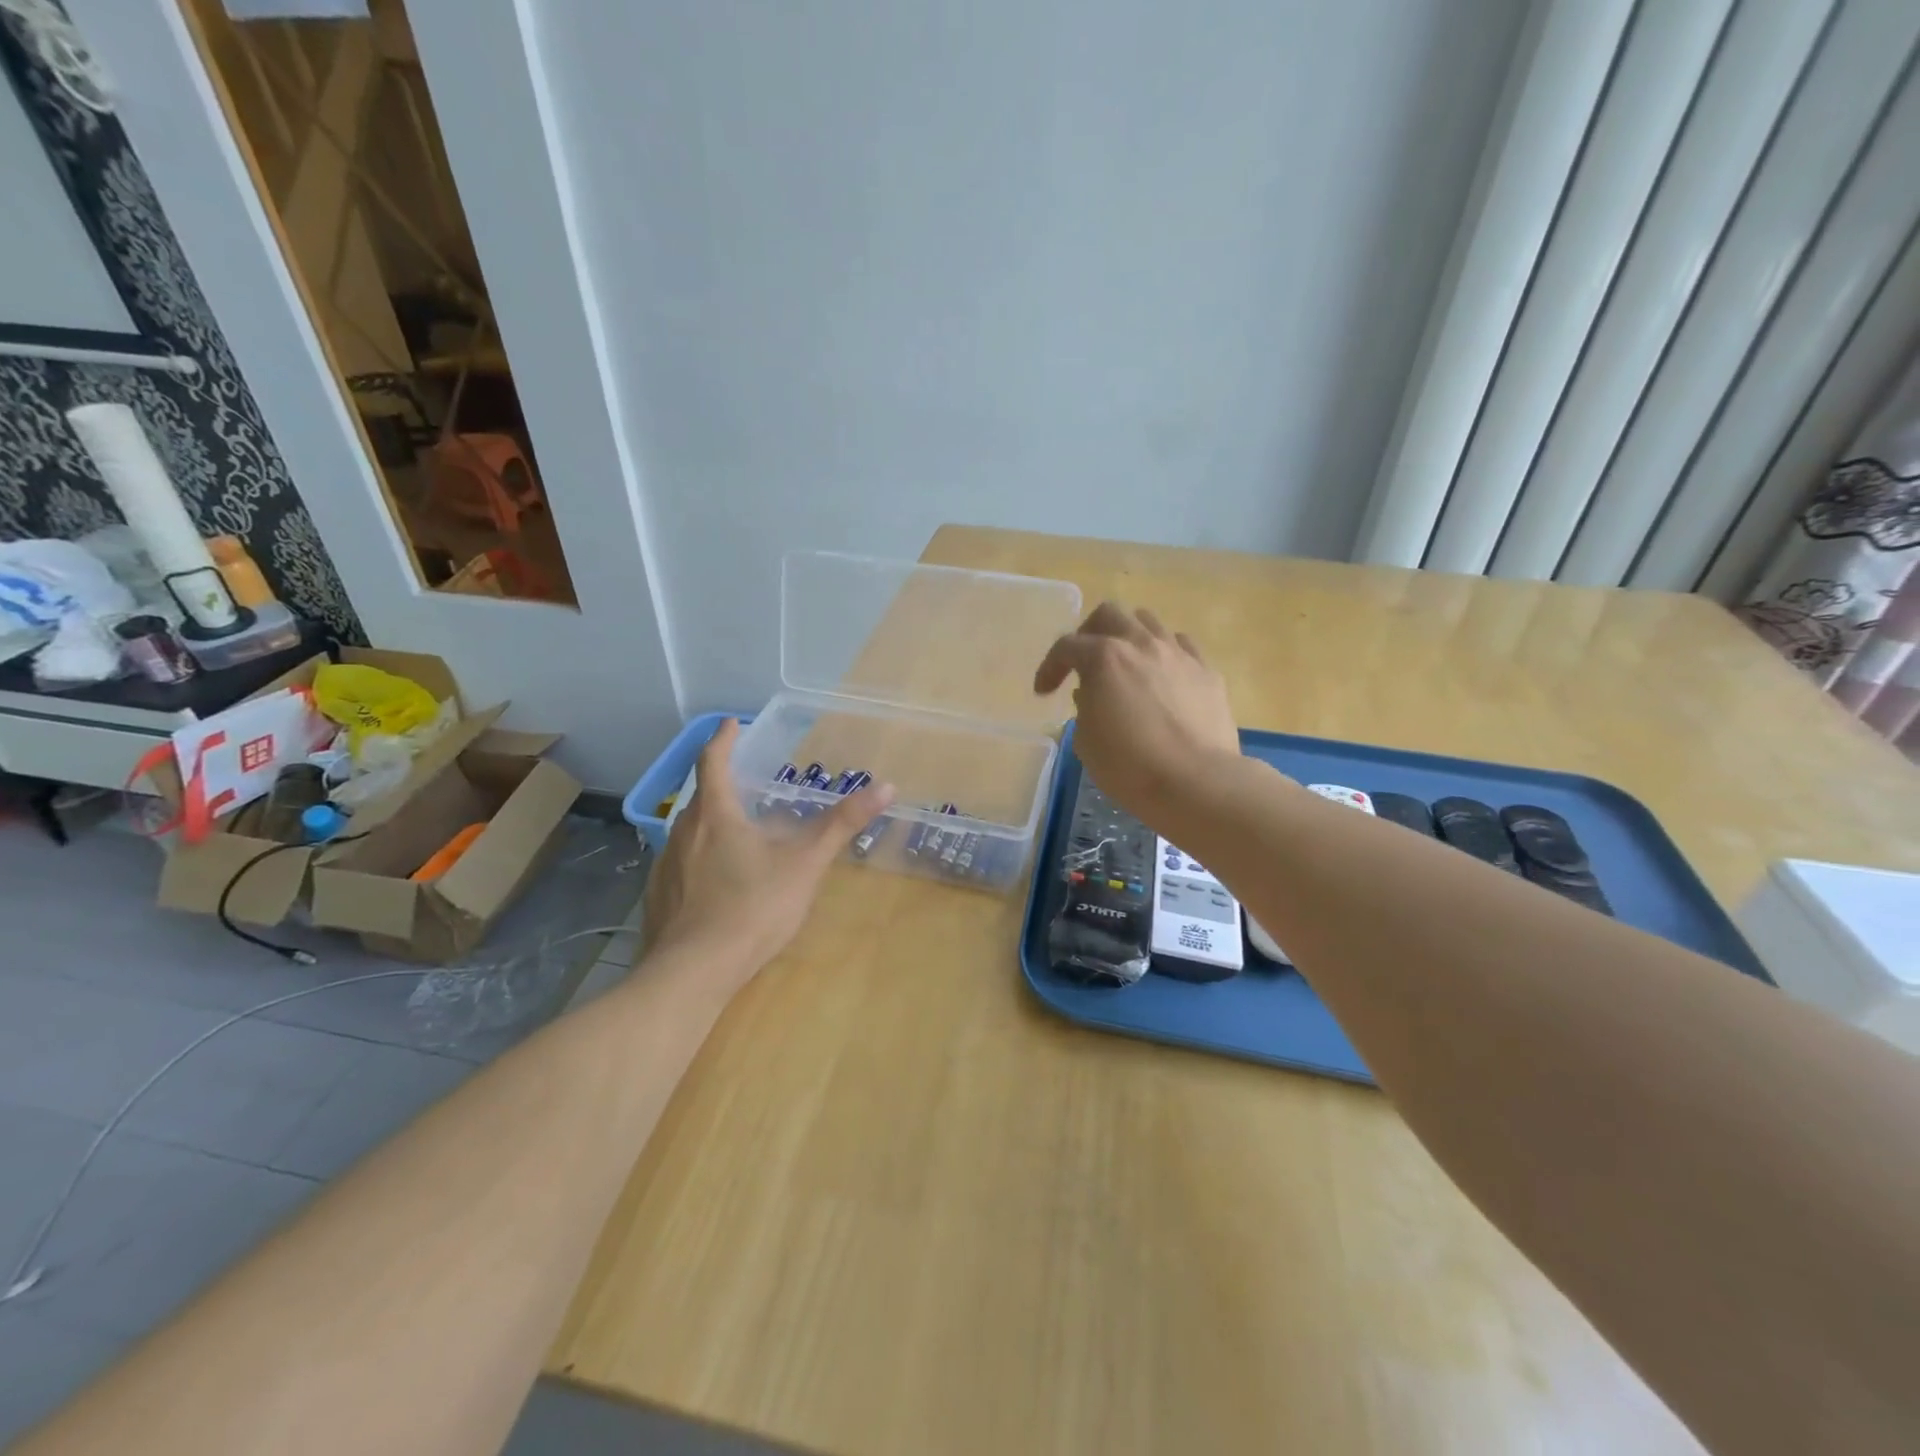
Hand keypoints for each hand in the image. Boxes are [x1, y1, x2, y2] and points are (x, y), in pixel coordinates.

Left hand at [641, 719, 893, 997]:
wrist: (694, 973)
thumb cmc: (753, 907)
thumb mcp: (805, 864)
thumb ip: (841, 825)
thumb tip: (886, 787)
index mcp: (715, 815)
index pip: (713, 762)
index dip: (723, 739)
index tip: (731, 724)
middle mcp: (682, 832)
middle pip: (701, 798)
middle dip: (721, 785)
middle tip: (745, 785)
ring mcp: (665, 866)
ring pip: (689, 833)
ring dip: (710, 825)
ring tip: (735, 834)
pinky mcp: (658, 898)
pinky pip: (680, 865)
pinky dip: (698, 861)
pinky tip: (715, 884)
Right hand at [1034, 602, 1239, 822]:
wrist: (1195, 782)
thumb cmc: (1129, 766)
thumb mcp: (1086, 740)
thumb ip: (1085, 708)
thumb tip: (1093, 694)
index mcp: (1104, 658)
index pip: (1066, 647)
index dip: (1050, 667)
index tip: (1044, 692)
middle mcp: (1141, 644)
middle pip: (1109, 614)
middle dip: (1089, 634)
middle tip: (1084, 662)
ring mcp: (1178, 654)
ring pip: (1148, 622)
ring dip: (1129, 637)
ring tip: (1126, 665)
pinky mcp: (1207, 671)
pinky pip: (1181, 646)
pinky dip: (1164, 654)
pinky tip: (1162, 678)